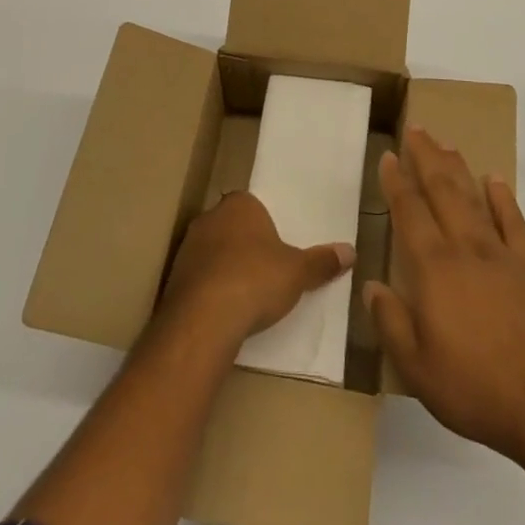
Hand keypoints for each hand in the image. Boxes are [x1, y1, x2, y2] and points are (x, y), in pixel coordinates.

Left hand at [160, 191, 353, 347]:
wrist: (204, 319)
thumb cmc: (256, 280)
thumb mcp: (298, 273)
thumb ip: (322, 261)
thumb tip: (350, 251)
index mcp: (239, 204)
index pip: (253, 205)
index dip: (266, 226)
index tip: (278, 248)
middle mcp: (209, 218)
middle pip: (232, 227)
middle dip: (246, 246)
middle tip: (267, 271)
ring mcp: (187, 247)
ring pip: (213, 252)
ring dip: (226, 269)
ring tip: (247, 296)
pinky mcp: (174, 278)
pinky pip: (198, 278)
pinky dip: (211, 290)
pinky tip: (225, 311)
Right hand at [365, 126, 524, 468]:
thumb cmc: (473, 387)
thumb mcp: (415, 366)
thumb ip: (390, 321)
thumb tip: (371, 285)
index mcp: (434, 268)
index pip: (409, 212)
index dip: (396, 182)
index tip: (388, 156)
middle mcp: (465, 249)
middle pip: (442, 191)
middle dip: (426, 158)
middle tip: (416, 130)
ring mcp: (501, 256)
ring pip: (474, 199)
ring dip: (458, 169)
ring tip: (446, 144)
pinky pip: (514, 223)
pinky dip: (504, 199)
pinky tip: (495, 181)